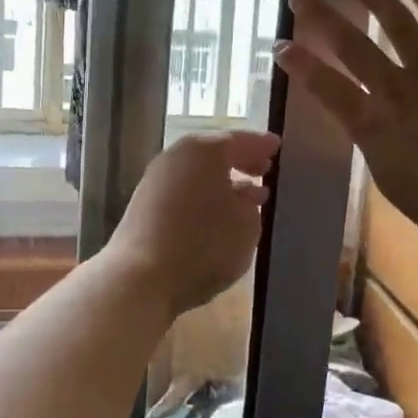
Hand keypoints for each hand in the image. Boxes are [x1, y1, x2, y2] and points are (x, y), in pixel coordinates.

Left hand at [106, 131, 279, 317]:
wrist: (140, 277)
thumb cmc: (203, 244)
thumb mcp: (246, 226)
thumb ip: (251, 207)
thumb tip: (242, 199)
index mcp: (205, 150)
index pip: (241, 140)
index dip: (262, 145)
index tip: (277, 147)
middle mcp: (177, 157)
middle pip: (214, 154)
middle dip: (241, 162)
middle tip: (264, 169)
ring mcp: (155, 180)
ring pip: (197, 174)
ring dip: (222, 183)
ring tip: (248, 199)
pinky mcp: (143, 206)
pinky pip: (184, 192)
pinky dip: (203, 198)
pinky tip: (217, 217)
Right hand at [275, 0, 417, 248]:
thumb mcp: (390, 180)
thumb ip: (376, 145)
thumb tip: (372, 124)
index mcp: (371, 127)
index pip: (325, 87)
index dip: (299, 64)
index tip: (281, 46)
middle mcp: (395, 92)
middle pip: (352, 46)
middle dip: (321, 18)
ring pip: (397, 24)